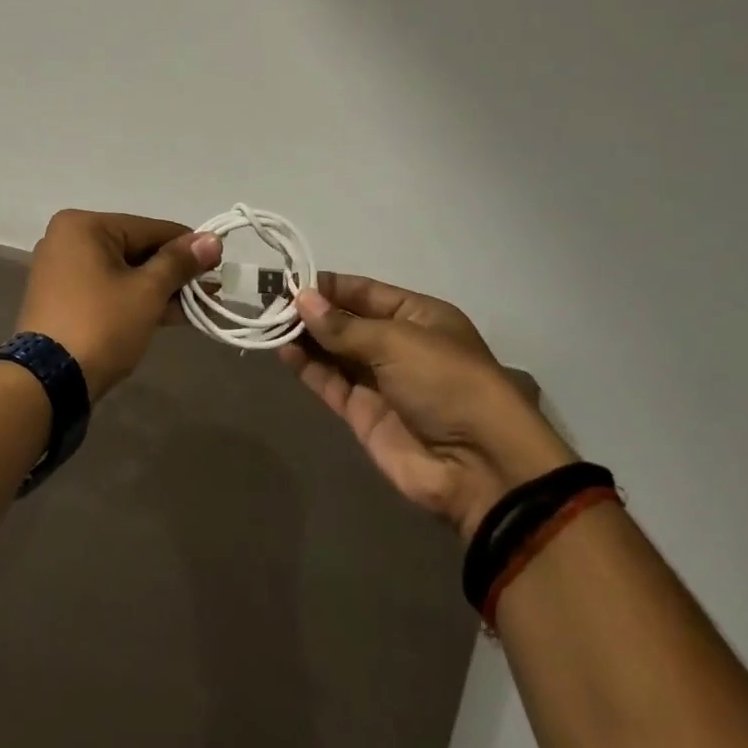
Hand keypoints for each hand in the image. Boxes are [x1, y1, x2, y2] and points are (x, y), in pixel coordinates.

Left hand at [17, 210, 222, 400]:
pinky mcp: (63, 300)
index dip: (188, 246)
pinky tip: (171, 314)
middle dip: (175, 273)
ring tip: (200, 305)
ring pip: (124, 273)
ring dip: (160, 289)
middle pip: (136, 250)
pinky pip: (108, 290)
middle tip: (211, 288)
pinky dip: (136, 300)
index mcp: (83, 226)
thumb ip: (179, 263)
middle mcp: (68, 240)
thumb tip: (212, 239)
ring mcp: (62, 271)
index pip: (149, 228)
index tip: (219, 260)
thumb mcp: (146, 292)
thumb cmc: (100, 324)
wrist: (47, 383)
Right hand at [280, 274, 573, 540]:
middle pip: (346, 321)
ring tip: (268, 322)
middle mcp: (397, 344)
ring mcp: (380, 381)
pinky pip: (330, 382)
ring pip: (334, 351)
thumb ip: (343, 326)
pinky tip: (283, 350)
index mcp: (418, 316)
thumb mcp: (396, 341)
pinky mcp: (363, 414)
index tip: (290, 280)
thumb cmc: (446, 382)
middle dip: (312, 311)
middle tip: (269, 300)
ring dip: (305, 337)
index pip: (364, 292)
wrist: (479, 467)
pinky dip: (307, 367)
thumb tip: (301, 299)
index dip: (329, 286)